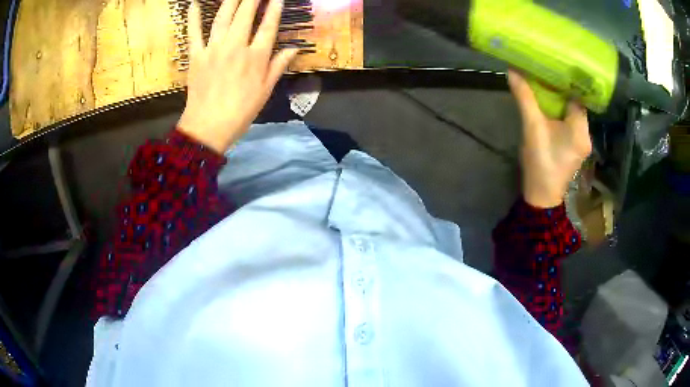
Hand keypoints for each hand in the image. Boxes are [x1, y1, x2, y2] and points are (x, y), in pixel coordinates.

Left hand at [177, 0, 297, 152]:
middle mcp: (236, 47)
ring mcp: (214, 49)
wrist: (208, 127)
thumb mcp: (265, 90)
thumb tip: (293, 48)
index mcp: (256, 56)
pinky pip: (194, 33)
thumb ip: (279, 65)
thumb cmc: (240, 111)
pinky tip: (195, 4)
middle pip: (245, 15)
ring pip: (223, 18)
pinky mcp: (196, 56)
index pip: (268, 26)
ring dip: (231, 1)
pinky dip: (194, 17)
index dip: (273, 9)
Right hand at [508, 70, 591, 207]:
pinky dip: (561, 113)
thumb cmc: (540, 162)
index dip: (566, 81)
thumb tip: (513, 71)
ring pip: (573, 114)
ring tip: (546, 84)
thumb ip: (525, 98)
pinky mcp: (576, 147)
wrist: (541, 196)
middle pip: (576, 104)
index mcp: (580, 129)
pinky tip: (550, 106)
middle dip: (562, 89)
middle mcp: (586, 134)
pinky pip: (571, 123)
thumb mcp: (532, 127)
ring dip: (561, 101)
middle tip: (547, 72)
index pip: (578, 97)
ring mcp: (582, 142)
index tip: (553, 66)